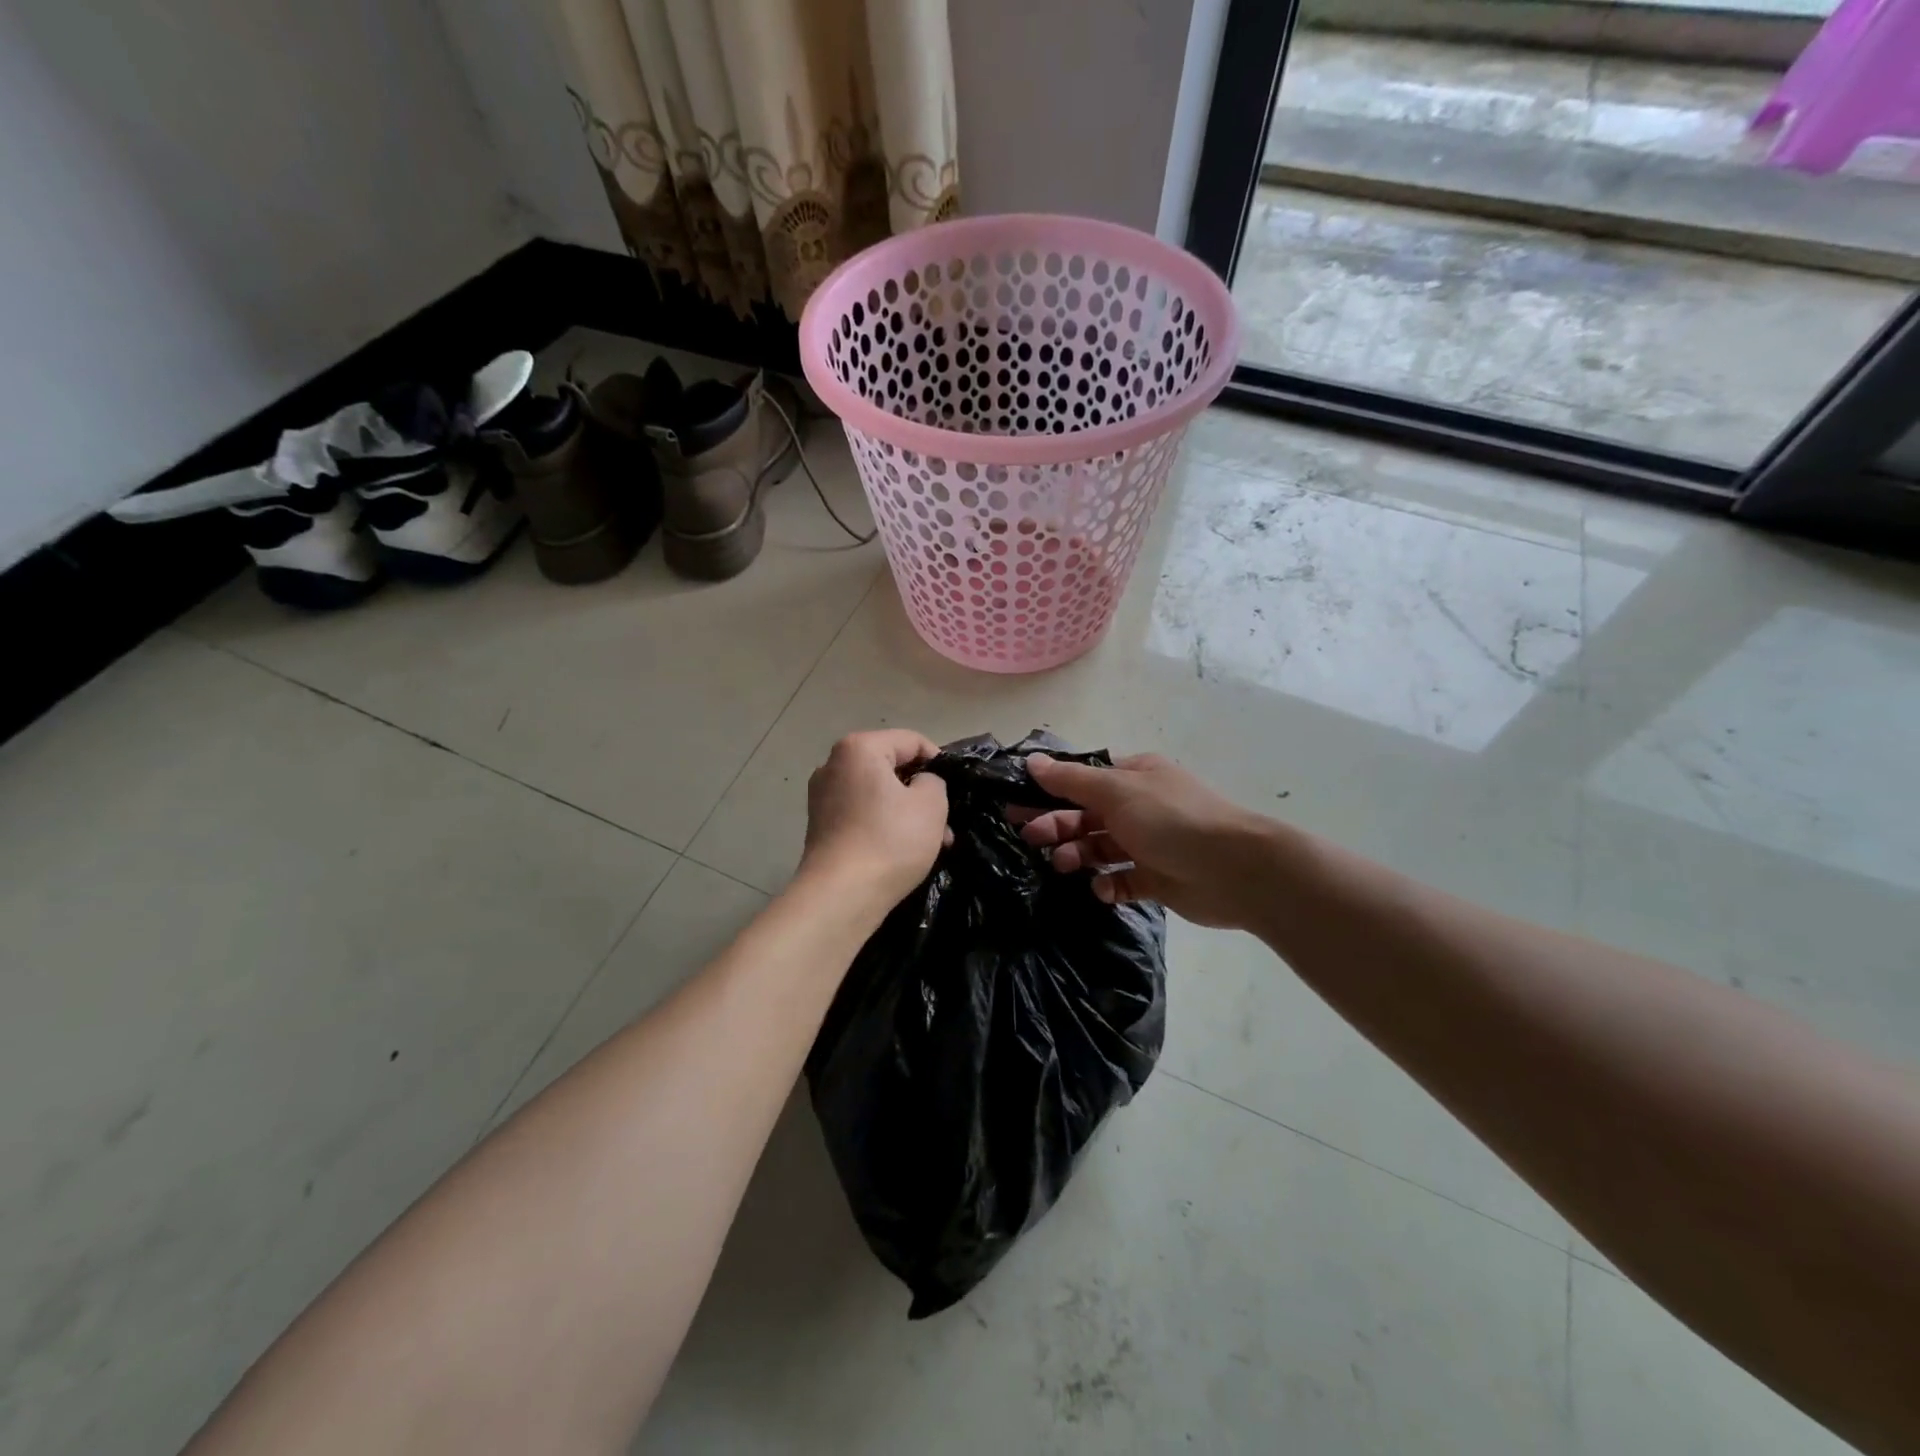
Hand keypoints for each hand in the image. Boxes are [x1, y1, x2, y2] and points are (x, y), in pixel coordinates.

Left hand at [799, 730, 949, 911]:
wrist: (841, 895)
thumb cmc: (890, 840)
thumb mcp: (931, 804)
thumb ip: (934, 781)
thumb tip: (921, 784)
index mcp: (858, 748)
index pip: (911, 741)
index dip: (939, 761)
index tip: (955, 788)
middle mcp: (833, 764)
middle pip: (892, 767)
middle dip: (922, 792)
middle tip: (946, 820)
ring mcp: (823, 796)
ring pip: (879, 793)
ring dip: (908, 812)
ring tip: (935, 842)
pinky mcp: (821, 825)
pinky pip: (863, 813)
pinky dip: (885, 824)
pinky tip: (906, 851)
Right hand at [1021, 753, 1272, 928]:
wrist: (1235, 870)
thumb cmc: (1171, 819)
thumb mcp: (1116, 791)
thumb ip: (1071, 780)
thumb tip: (1032, 761)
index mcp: (1134, 776)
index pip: (1084, 778)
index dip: (1050, 789)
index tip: (1017, 803)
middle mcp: (1140, 806)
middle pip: (1087, 814)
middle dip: (1057, 824)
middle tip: (1029, 838)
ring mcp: (1150, 843)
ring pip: (1101, 848)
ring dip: (1078, 855)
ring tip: (1064, 866)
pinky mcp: (1157, 879)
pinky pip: (1122, 881)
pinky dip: (1107, 884)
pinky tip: (1100, 889)